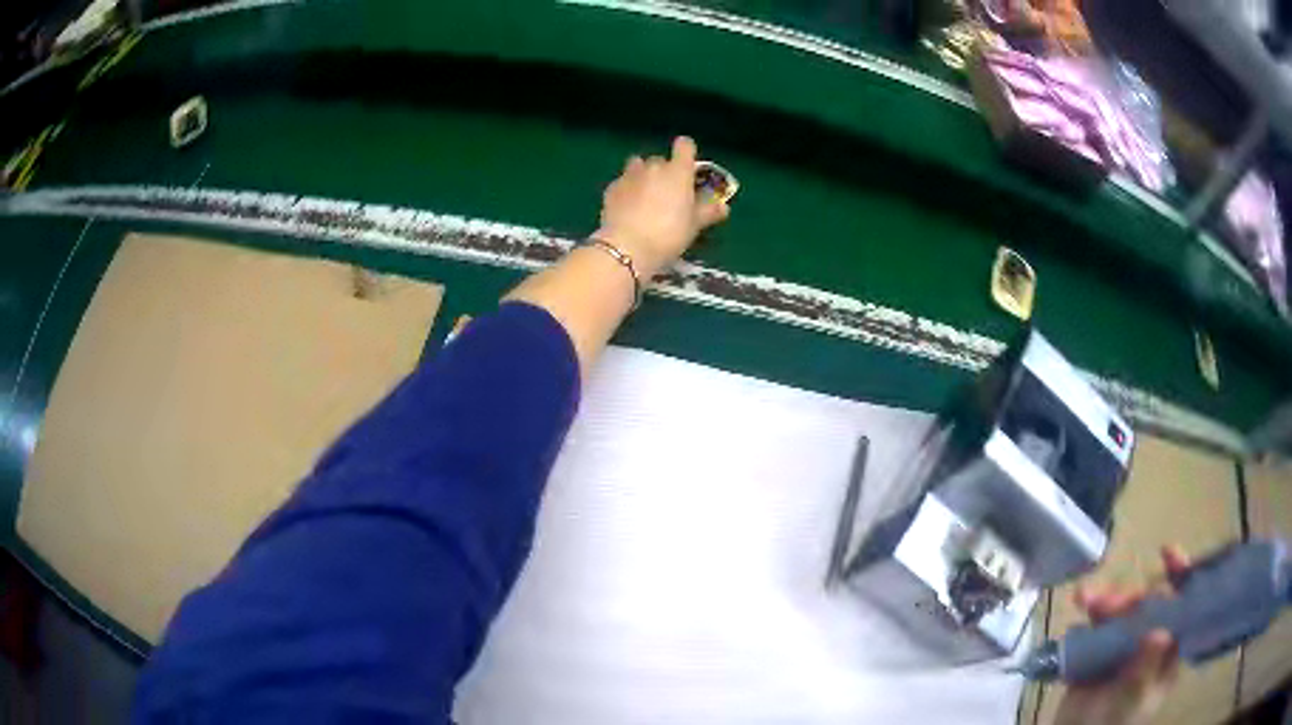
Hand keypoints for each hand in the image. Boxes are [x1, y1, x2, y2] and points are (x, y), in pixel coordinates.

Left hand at [594, 136, 729, 278]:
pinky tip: (627, 209)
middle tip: (668, 195)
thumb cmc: (668, 234)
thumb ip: (708, 212)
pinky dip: (626, 190)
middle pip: (660, 160)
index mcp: (678, 171)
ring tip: (645, 197)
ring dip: (642, 176)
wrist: (627, 247)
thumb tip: (723, 206)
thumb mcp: (694, 226)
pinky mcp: (611, 188)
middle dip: (664, 172)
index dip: (686, 153)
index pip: (684, 145)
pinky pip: (622, 182)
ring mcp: (629, 175)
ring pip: (638, 166)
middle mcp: (653, 167)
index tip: (688, 169)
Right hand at [1054, 546, 1191, 724]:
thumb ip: (1146, 668)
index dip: (1181, 577)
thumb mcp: (1132, 700)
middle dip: (1131, 597)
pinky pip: (1099, 621)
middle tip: (1110, 605)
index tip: (1168, 554)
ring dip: (1107, 599)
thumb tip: (1161, 632)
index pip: (1184, 606)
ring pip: (1123, 609)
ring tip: (1086, 601)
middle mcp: (1152, 641)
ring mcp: (1126, 645)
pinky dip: (1091, 608)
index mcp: (1168, 651)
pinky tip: (1080, 602)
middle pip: (1149, 604)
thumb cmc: (1112, 724)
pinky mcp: (1100, 649)